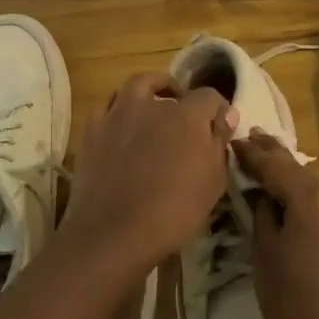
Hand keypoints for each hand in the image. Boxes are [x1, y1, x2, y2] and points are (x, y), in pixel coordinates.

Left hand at [55, 73, 235, 281]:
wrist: (114, 232)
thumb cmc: (174, 212)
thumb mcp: (213, 182)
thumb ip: (219, 143)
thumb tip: (226, 115)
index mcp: (187, 115)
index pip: (209, 96)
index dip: (218, 109)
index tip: (220, 126)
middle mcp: (152, 105)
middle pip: (170, 89)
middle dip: (182, 99)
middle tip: (185, 120)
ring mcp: (118, 114)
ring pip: (136, 86)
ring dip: (149, 92)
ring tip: (153, 109)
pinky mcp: (93, 130)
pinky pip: (107, 107)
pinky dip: (119, 111)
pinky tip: (123, 127)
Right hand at [234, 130, 318, 318]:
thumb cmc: (291, 305)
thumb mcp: (265, 253)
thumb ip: (264, 212)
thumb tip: (265, 194)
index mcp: (315, 199)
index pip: (277, 165)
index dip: (253, 153)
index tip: (235, 140)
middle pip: (301, 172)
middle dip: (275, 158)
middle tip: (252, 139)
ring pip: (317, 189)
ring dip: (294, 181)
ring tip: (268, 169)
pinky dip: (311, 201)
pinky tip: (293, 199)